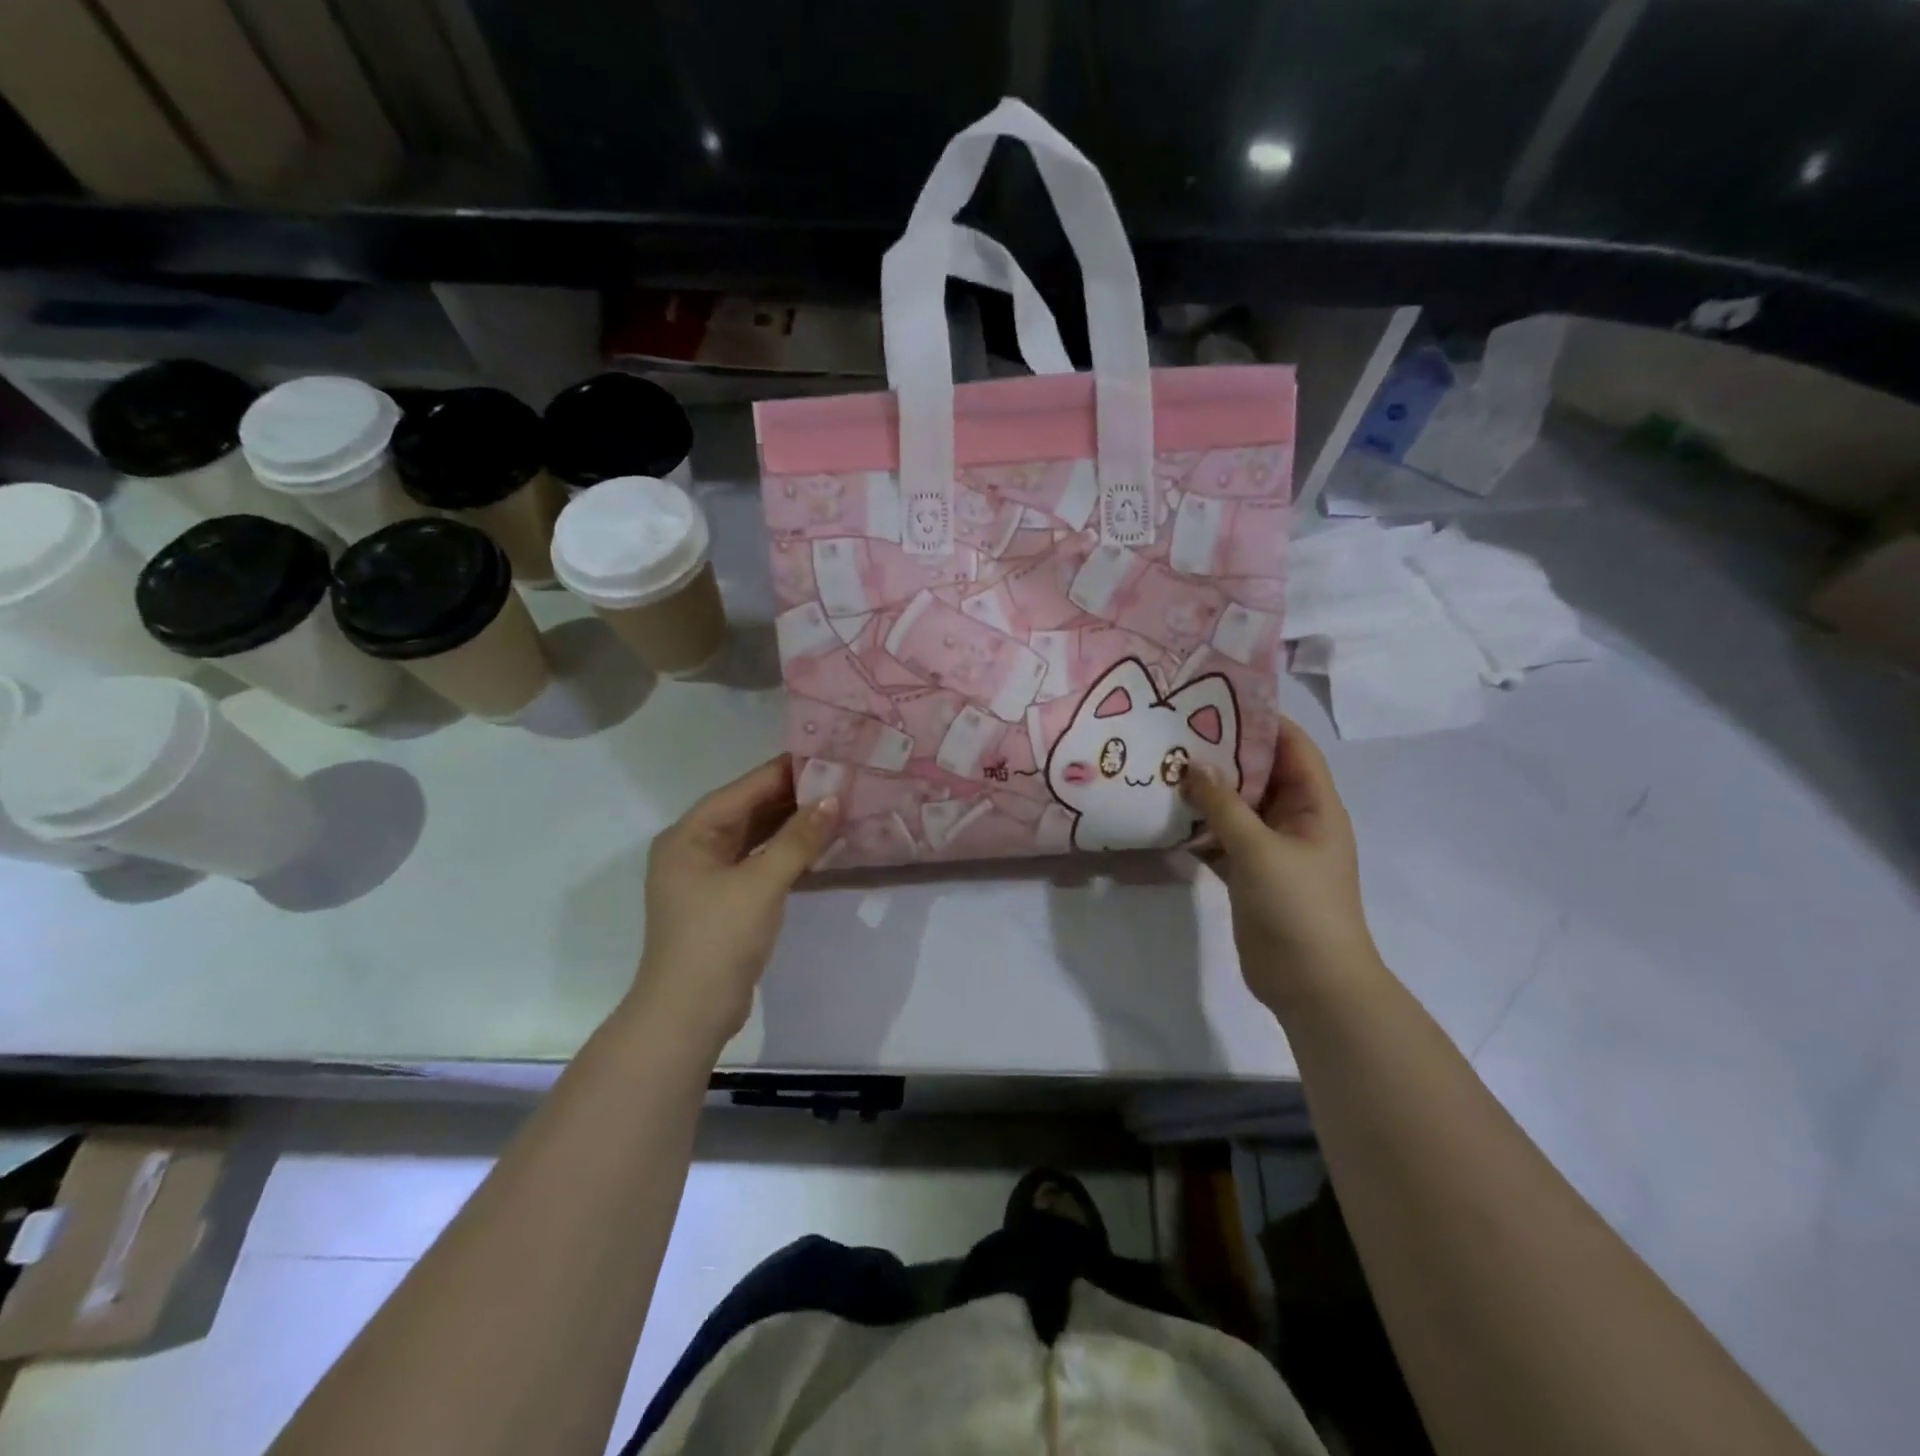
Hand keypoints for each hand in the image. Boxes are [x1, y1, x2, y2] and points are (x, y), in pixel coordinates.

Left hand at [631, 757, 838, 1048]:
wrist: (688, 1014)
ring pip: (754, 837)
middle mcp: (693, 848)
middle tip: (839, 779)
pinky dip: (784, 853)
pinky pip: (757, 862)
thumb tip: (833, 799)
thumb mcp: (762, 884)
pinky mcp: (722, 900)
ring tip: (835, 805)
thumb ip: (798, 839)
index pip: (743, 790)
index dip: (784, 772)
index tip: (826, 754)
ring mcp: (707, 876)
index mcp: (690, 835)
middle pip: (747, 811)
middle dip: (791, 797)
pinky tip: (816, 845)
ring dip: (790, 825)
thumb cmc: (718, 939)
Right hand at [1182, 717, 1383, 1015]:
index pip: (1292, 747)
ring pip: (1236, 808)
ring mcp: (1271, 849)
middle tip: (1175, 732)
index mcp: (1315, 806)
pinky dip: (1199, 829)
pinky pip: (1222, 839)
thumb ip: (1223, 805)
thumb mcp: (1259, 849)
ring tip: (1162, 768)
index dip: (1261, 721)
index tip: (1216, 700)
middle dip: (1222, 755)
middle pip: (1259, 774)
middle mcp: (1295, 820)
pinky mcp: (1249, 874)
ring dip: (1205, 793)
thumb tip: (1192, 765)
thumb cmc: (1298, 906)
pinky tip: (1165, 818)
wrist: (1311, 983)